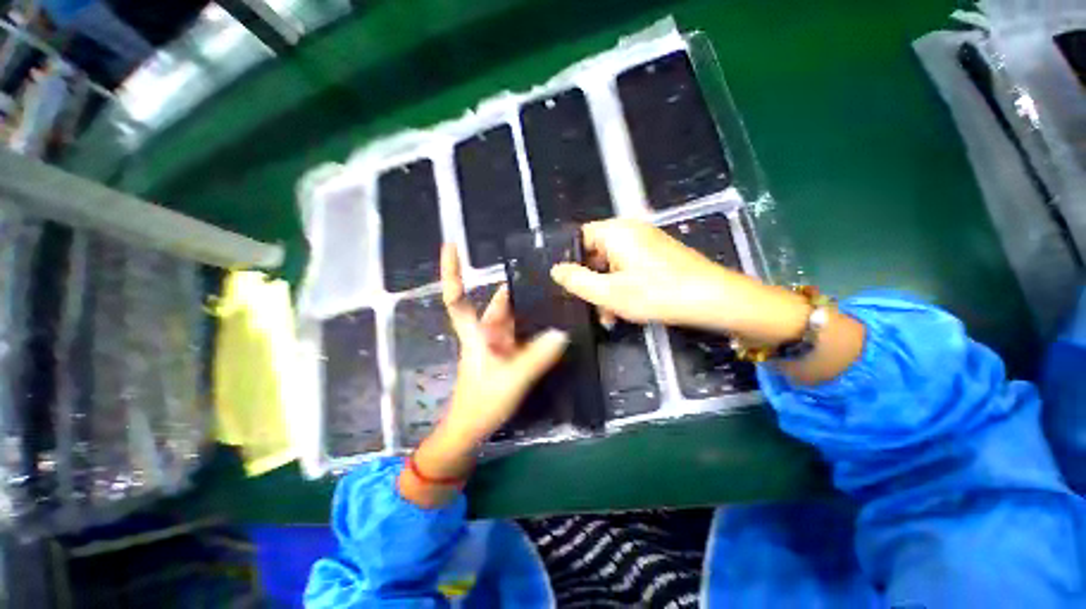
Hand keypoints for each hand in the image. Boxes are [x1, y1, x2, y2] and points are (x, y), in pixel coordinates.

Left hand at [438, 244, 568, 445]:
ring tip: (552, 293)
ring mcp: (497, 344)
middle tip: (544, 273)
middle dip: (515, 289)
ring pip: (512, 318)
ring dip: (527, 307)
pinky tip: (551, 321)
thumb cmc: (481, 402)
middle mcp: (485, 333)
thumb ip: (536, 356)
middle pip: (497, 304)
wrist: (471, 429)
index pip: (457, 298)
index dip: (453, 273)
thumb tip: (561, 333)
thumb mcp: (512, 379)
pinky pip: (521, 333)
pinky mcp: (507, 355)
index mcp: (475, 333)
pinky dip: (533, 326)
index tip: (451, 245)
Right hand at [550, 219, 864, 387]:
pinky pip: (630, 269)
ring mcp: (646, 243)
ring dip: (607, 290)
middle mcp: (630, 231)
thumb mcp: (609, 292)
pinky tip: (624, 311)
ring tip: (609, 317)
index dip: (571, 260)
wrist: (713, 300)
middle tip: (590, 307)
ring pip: (613, 265)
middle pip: (597, 253)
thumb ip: (577, 280)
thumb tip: (556, 269)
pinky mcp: (658, 256)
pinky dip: (623, 287)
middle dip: (591, 282)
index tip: (569, 285)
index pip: (580, 237)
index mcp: (615, 232)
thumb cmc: (657, 294)